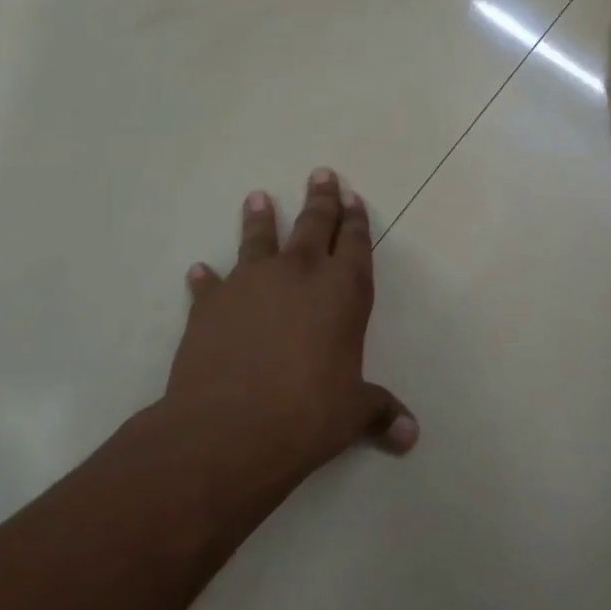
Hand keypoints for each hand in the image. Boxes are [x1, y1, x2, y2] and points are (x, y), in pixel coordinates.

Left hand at [165, 169, 417, 476]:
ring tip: (258, 198)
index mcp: (343, 291)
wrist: (230, 427)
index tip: (352, 196)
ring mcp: (250, 283)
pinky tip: (200, 271)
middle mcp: (299, 274)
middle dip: (321, 199)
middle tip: (321, 174)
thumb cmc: (307, 414)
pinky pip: (211, 284)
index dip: (356, 219)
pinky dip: (207, 278)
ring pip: (259, 238)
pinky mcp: (211, 304)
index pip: (355, 243)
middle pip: (314, 224)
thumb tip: (410, 436)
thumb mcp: (352, 413)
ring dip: (261, 218)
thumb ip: (380, 413)